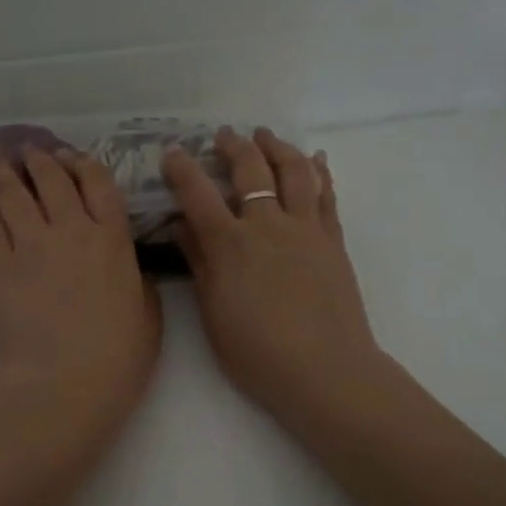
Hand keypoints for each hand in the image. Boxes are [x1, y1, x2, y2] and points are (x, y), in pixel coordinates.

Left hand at [0, 147, 160, 436]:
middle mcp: (72, 229)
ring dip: (5, 169)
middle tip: (30, 150)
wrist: (67, 380)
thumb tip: (129, 266)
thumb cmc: (119, 354)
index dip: (83, 165)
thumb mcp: (149, 312)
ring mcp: (31, 244)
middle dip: (40, 159)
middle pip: (52, 180)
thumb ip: (137, 278)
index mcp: (113, 239)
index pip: (98, 184)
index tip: (72, 158)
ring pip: (14, 192)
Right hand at [163, 127, 387, 430]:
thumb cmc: (258, 353)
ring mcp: (306, 229)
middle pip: (251, 170)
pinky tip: (316, 160)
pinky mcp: (333, 240)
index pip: (198, 194)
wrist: (325, 370)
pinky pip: (327, 195)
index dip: (182, 169)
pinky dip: (320, 172)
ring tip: (266, 136)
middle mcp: (268, 225)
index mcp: (231, 244)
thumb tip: (181, 227)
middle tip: (224, 135)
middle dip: (234, 146)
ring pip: (295, 171)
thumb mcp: (214, 313)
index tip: (172, 152)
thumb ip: (199, 264)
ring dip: (278, 147)